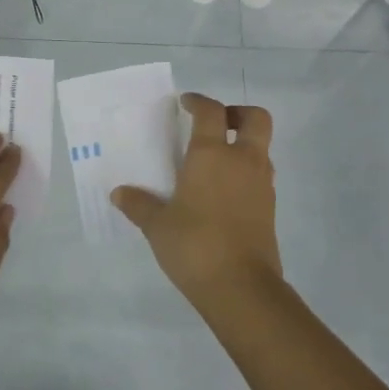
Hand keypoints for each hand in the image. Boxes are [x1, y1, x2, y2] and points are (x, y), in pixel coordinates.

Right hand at [112, 93, 282, 313]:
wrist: (241, 288)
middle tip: (216, 124)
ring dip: (243, 145)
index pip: (211, 112)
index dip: (199, 102)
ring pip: (261, 148)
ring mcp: (261, 184)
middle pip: (255, 118)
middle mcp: (242, 161)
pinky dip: (246, 173)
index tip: (186, 104)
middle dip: (237, 113)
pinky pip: (261, 176)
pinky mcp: (270, 209)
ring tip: (215, 161)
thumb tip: (119, 194)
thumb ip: (139, 205)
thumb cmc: (194, 245)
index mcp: (212, 155)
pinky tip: (223, 193)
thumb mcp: (157, 226)